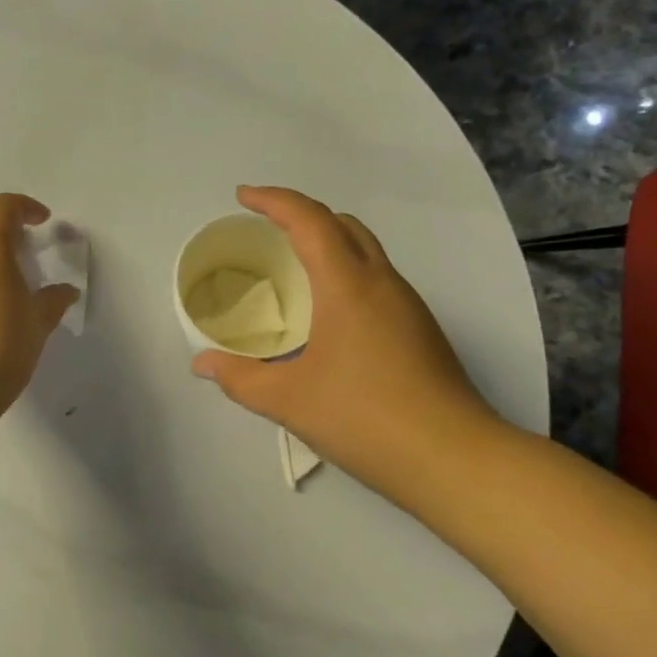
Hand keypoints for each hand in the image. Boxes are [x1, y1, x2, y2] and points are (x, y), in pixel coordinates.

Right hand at [191, 186, 508, 503]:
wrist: (454, 459)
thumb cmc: (364, 417)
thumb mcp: (287, 400)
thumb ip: (239, 378)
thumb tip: (202, 364)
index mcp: (348, 285)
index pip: (310, 220)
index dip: (274, 200)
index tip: (243, 197)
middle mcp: (382, 283)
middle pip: (343, 225)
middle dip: (302, 215)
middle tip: (266, 230)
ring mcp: (408, 306)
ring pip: (365, 251)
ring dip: (328, 243)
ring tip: (292, 268)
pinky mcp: (420, 330)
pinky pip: (376, 280)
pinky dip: (345, 273)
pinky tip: (327, 313)